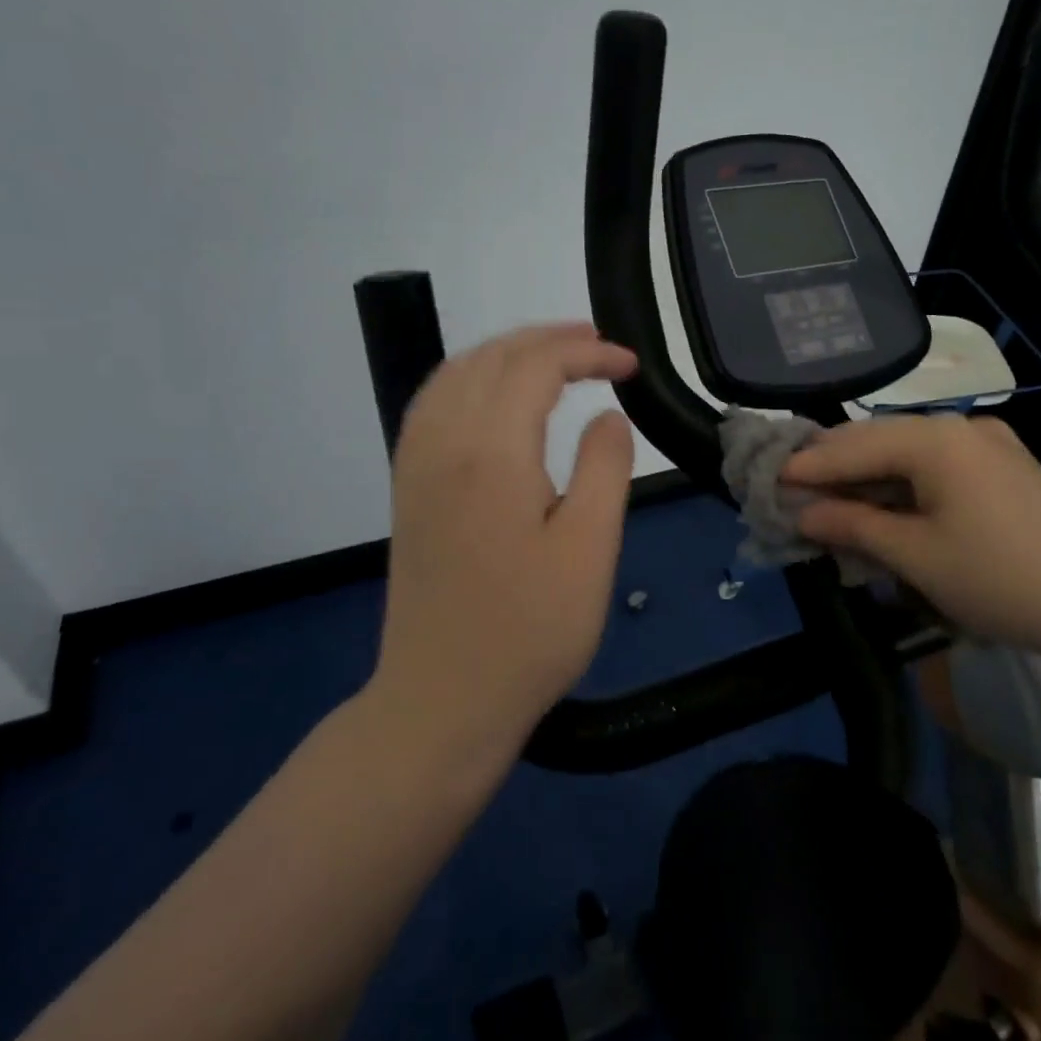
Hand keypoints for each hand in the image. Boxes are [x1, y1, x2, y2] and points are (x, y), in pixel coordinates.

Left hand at [365, 323, 637, 760]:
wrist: (442, 701)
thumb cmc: (530, 631)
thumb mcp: (590, 550)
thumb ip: (604, 468)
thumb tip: (608, 415)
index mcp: (491, 453)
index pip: (536, 367)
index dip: (587, 353)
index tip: (631, 366)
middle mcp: (444, 443)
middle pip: (491, 358)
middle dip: (547, 339)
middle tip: (600, 345)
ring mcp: (417, 465)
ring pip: (455, 374)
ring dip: (506, 352)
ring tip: (554, 356)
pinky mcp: (409, 489)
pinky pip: (434, 403)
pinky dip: (470, 377)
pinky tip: (494, 395)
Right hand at [783, 414, 1040, 655]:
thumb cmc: (999, 578)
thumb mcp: (915, 555)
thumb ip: (853, 526)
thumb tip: (803, 512)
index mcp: (936, 438)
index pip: (854, 446)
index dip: (809, 465)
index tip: (768, 478)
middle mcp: (961, 427)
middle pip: (879, 441)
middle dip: (835, 468)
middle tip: (792, 489)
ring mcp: (989, 444)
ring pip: (908, 454)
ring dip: (868, 478)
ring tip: (830, 501)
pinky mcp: (1006, 467)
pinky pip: (937, 467)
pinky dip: (903, 485)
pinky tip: (884, 507)